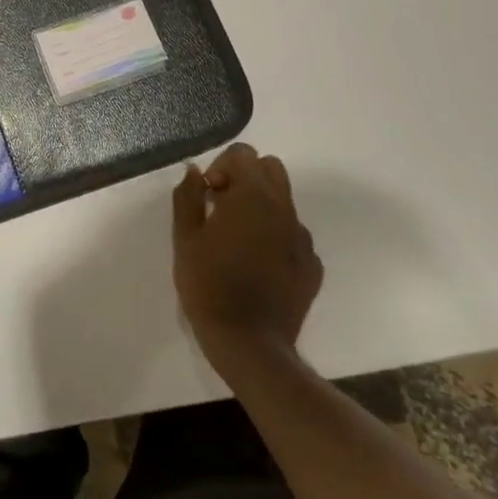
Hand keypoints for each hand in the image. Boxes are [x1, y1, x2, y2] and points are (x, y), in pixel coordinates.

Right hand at [173, 144, 321, 379]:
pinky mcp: (312, 265)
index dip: (221, 167)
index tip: (207, 195)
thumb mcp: (184, 238)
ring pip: (284, 201)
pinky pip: (293, 234)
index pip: (243, 154)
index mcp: (252, 196)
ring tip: (238, 239)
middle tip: (222, 207)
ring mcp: (303, 238)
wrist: (250, 344)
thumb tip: (194, 172)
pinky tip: (258, 264)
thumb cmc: (208, 284)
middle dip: (245, 178)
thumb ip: (187, 197)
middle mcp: (283, 209)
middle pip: (271, 168)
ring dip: (261, 206)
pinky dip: (275, 236)